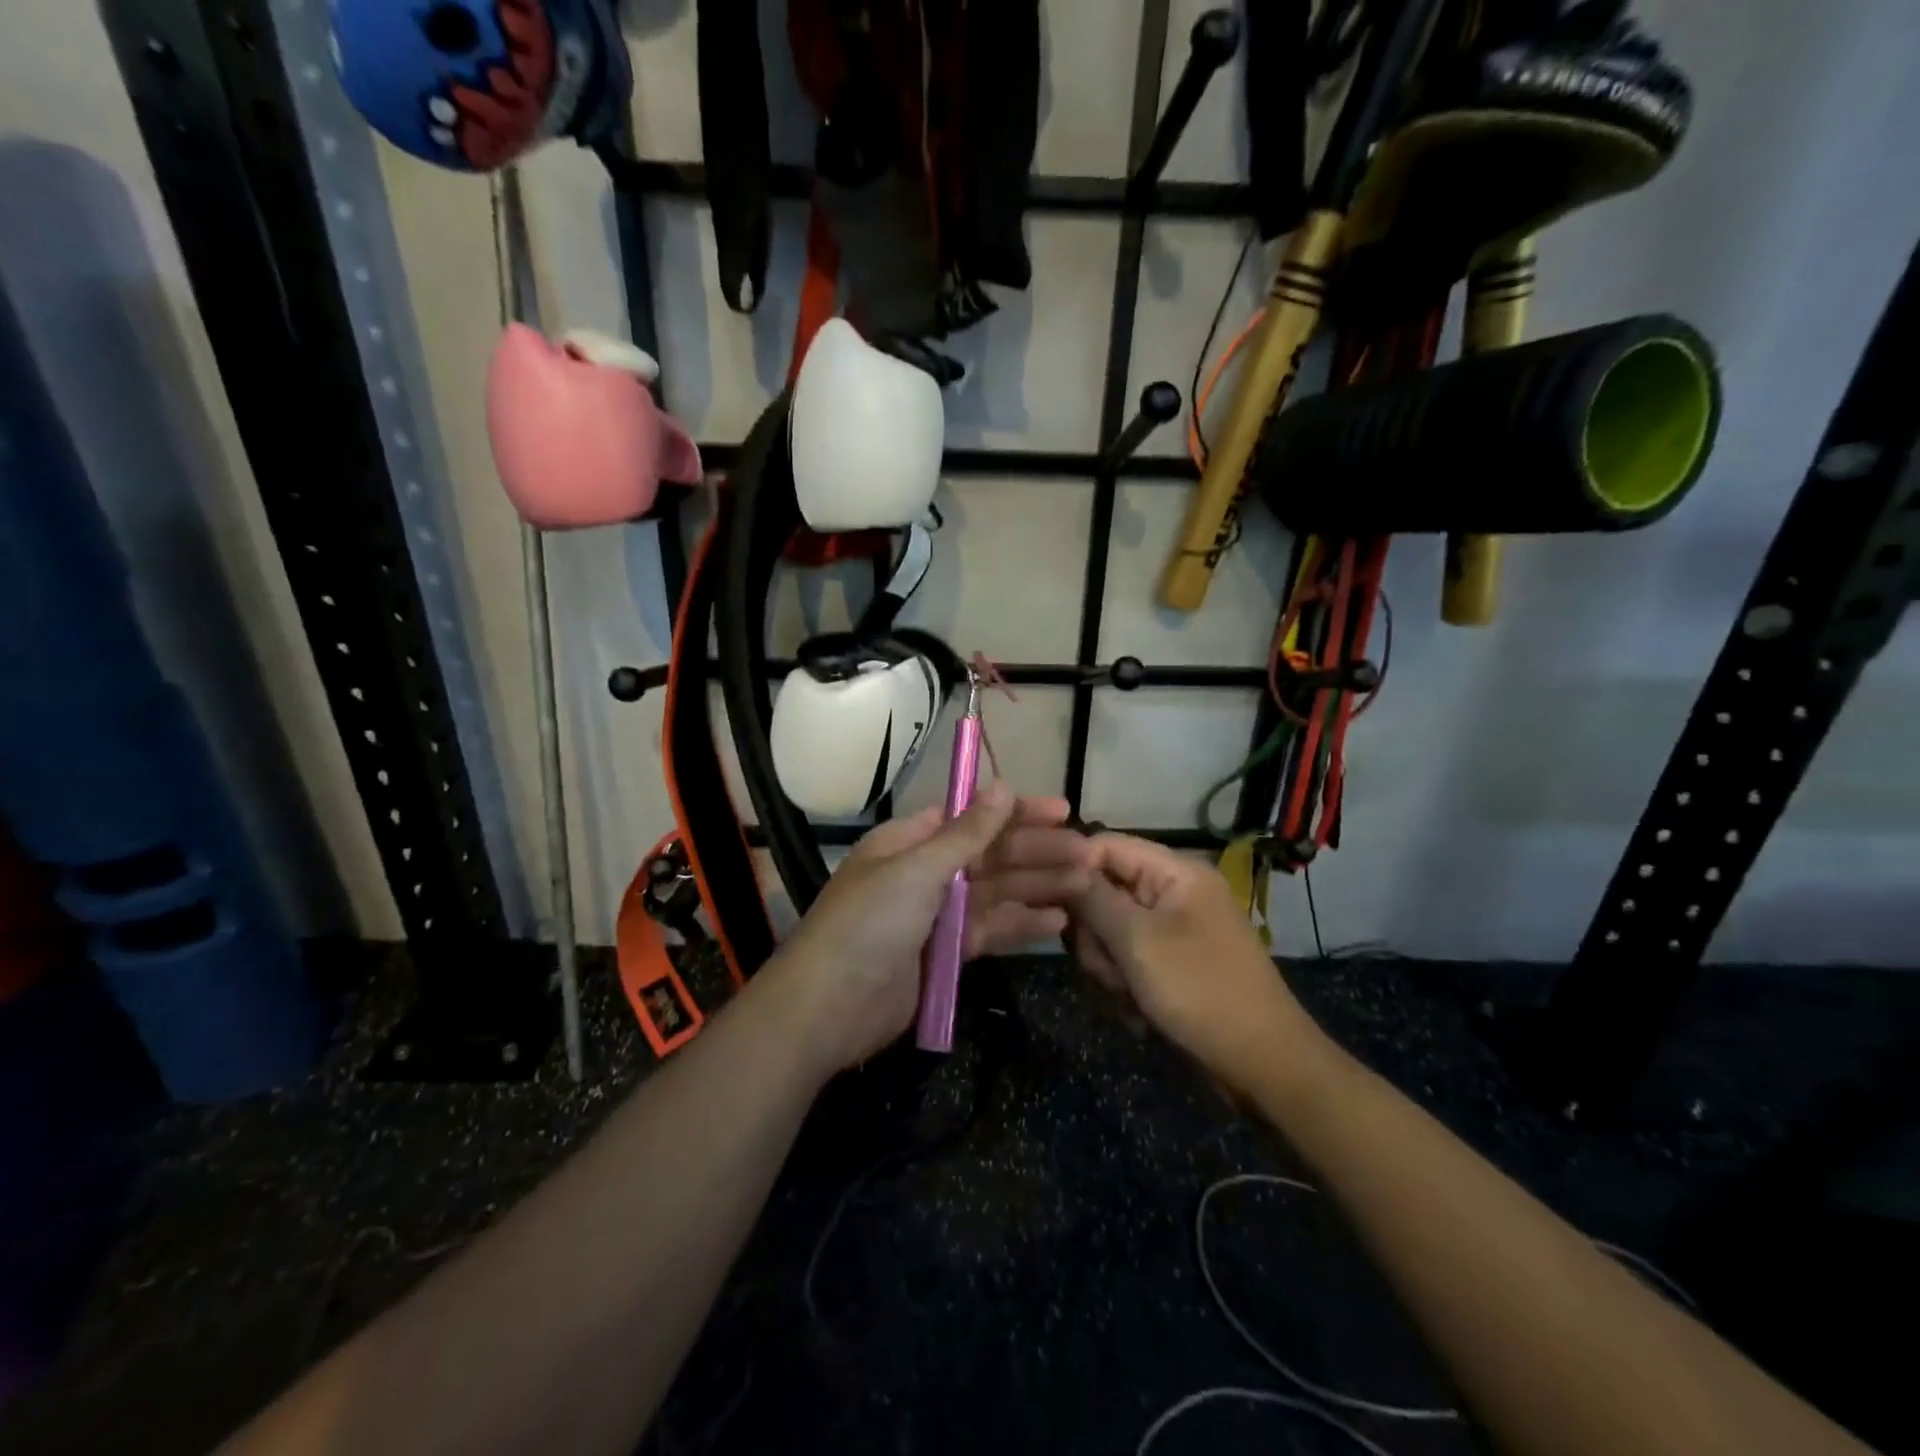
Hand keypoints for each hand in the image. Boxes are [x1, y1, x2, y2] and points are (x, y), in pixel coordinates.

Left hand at [772, 782, 1093, 1071]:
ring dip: (1038, 886)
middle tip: (1088, 855)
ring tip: (1085, 885)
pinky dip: (1021, 925)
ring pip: (996, 892)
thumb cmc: (868, 924)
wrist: (828, 1009)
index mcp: (910, 841)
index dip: (1017, 812)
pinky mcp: (946, 953)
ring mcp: (937, 914)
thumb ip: (966, 834)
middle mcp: (926, 872)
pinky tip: (1058, 922)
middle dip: (1037, 853)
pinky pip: (990, 930)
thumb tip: (1003, 786)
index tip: (1062, 811)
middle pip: (990, 855)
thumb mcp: (917, 870)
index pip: (972, 817)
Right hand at [1067, 833, 1310, 1087]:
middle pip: (1104, 890)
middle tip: (1106, 965)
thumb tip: (1060, 866)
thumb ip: (1093, 898)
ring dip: (1109, 964)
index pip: (1106, 845)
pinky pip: (1129, 957)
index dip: (1073, 868)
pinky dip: (1126, 982)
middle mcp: (1174, 891)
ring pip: (1111, 930)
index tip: (1047, 902)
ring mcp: (1174, 928)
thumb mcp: (1138, 941)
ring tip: (1127, 994)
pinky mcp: (1173, 961)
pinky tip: (1138, 1010)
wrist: (1263, 1064)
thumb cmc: (1200, 991)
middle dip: (1095, 932)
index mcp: (1175, 871)